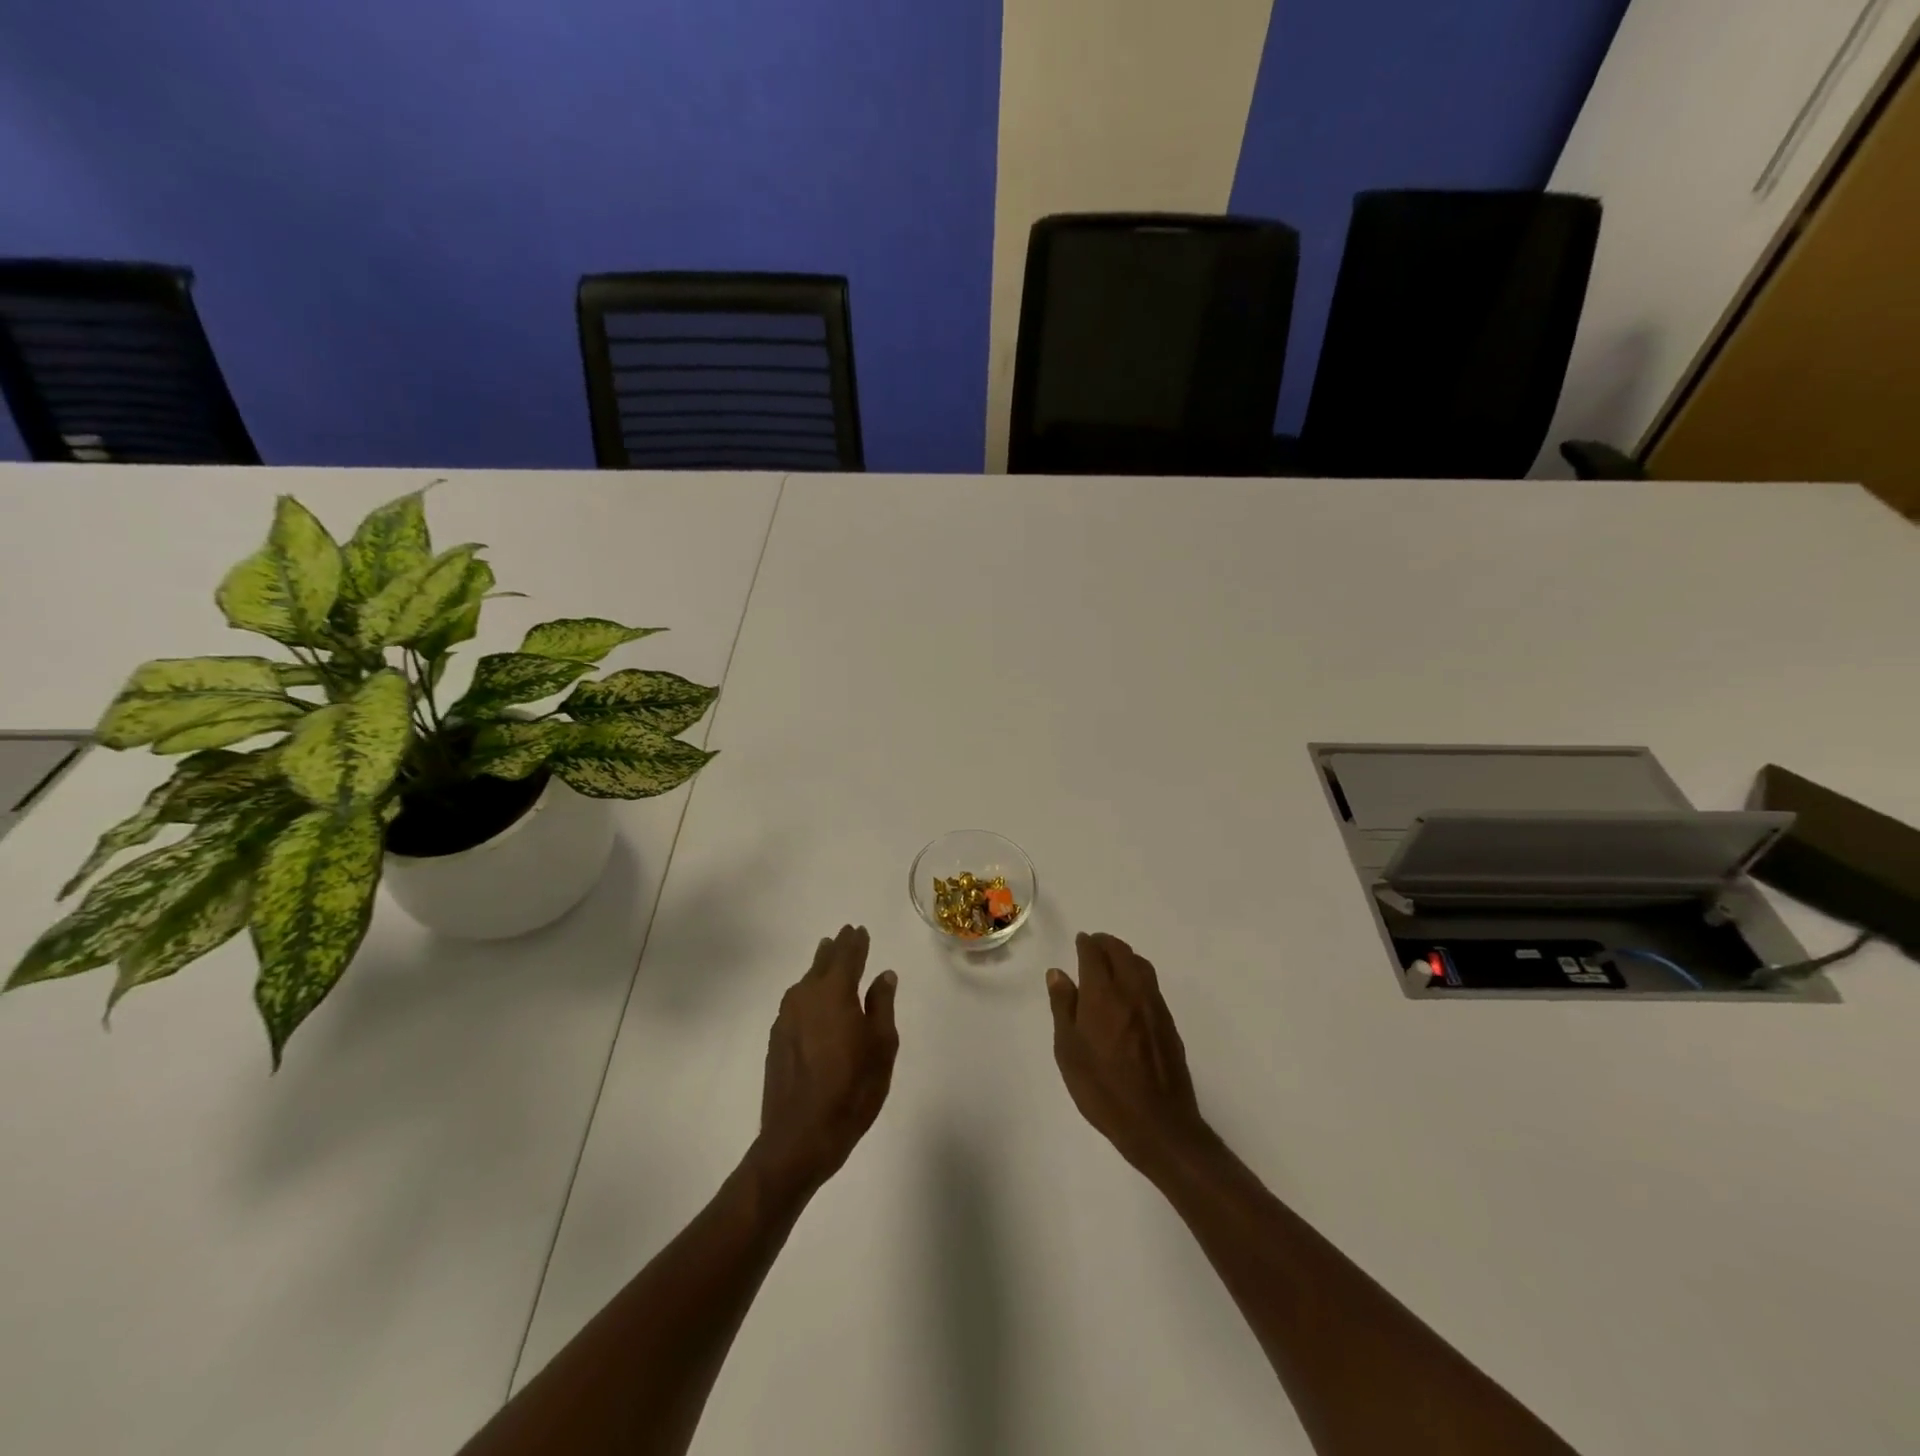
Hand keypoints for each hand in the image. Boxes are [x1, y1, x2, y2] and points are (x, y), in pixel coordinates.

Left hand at [748, 925, 899, 1201]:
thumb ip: (882, 1006)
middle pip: (822, 963)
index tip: (859, 929)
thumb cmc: (851, 1089)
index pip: (847, 956)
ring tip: (827, 959)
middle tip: (844, 935)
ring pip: (805, 982)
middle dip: (836, 949)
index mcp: (834, 993)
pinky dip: (807, 992)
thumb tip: (883, 975)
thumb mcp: (881, 1047)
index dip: (856, 942)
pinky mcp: (776, 1039)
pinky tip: (812, 1001)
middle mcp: (805, 996)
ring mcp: (786, 1018)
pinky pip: (795, 1002)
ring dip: (819, 968)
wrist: (799, 1137)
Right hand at [1047, 932, 1211, 1175]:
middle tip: (1093, 945)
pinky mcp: (1168, 1023)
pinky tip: (1130, 991)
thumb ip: (1063, 1007)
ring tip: (1112, 962)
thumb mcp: (1068, 1050)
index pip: (1095, 954)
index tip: (1080, 941)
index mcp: (1103, 994)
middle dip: (1106, 943)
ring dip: (1124, 955)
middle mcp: (1131, 991)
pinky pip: (1151, 984)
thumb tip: (1058, 973)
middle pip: (1121, 952)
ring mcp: (1154, 1006)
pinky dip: (1138, 973)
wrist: (1157, 1123)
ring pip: (1140, 965)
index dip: (1086, 943)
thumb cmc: (1102, 1088)